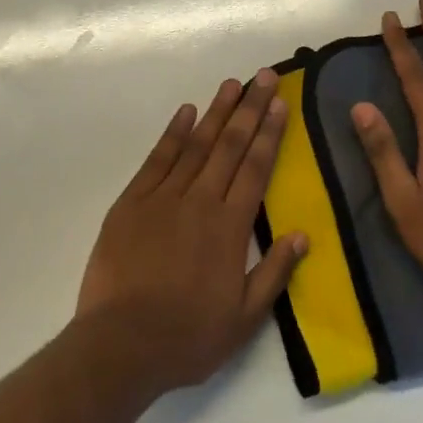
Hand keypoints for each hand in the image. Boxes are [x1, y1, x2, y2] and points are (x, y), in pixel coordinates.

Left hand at [76, 70, 308, 394]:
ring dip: (216, 111)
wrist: (120, 346)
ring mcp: (164, 197)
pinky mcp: (133, 201)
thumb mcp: (243, 320)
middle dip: (249, 108)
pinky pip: (157, 159)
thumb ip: (274, 274)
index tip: (280, 103)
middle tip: (263, 76)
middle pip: (230, 145)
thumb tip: (302, 235)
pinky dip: (173, 133)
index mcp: (230, 227)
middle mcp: (200, 201)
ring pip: (196, 144)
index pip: (255, 168)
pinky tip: (185, 111)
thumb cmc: (187, 337)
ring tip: (231, 84)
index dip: (270, 133)